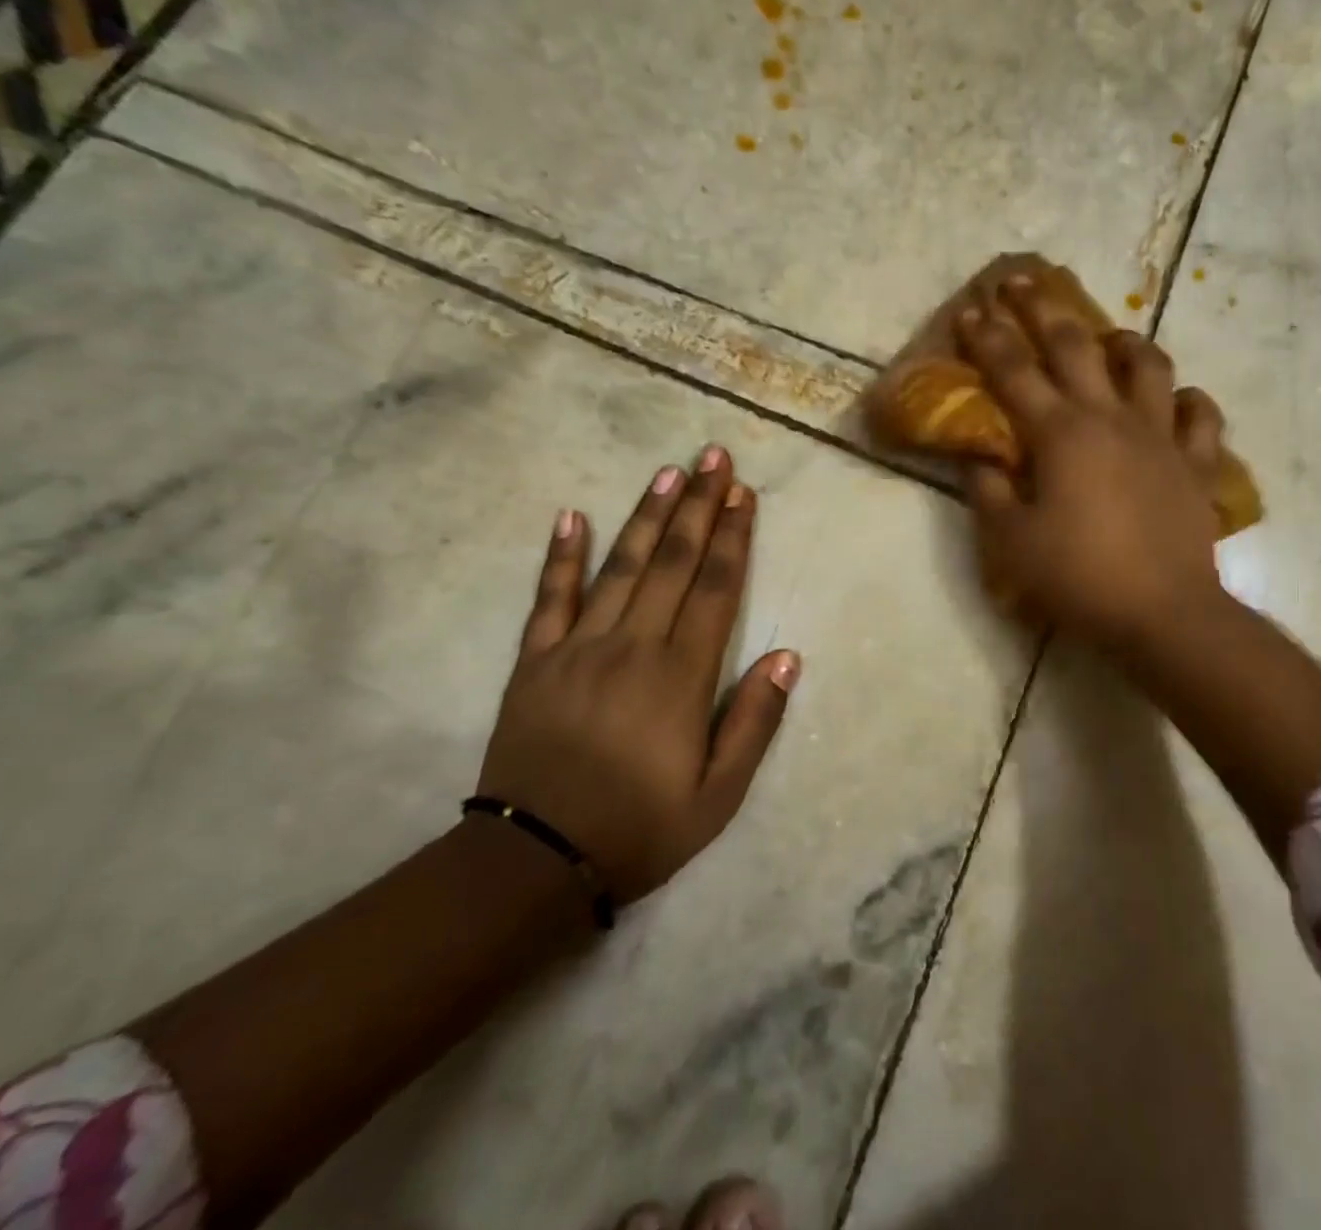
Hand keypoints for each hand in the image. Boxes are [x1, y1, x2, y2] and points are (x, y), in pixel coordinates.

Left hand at [478, 448, 799, 904]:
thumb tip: (787, 656)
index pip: (716, 588)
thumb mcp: (718, 794)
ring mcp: (579, 647)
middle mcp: (633, 645)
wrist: (533, 863)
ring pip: (621, 566)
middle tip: (713, 456)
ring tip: (668, 471)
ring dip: (648, 516)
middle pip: (674, 562)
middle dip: (698, 505)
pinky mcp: (535, 661)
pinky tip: (572, 516)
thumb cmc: (639, 828)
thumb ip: (754, 720)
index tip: (744, 494)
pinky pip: (549, 598)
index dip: (733, 537)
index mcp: (681, 675)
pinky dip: (561, 556)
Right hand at [956, 278, 1225, 651]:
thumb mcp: (1012, 542)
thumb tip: (980, 460)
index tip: (970, 307)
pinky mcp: (1197, 463)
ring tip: (1109, 338)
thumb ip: (989, 493)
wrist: (1163, 614)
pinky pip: (1201, 417)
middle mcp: (1110, 419)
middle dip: (1042, 308)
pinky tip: (1176, 401)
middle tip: (1021, 281)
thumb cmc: (1079, 577)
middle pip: (1074, 346)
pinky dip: (1188, 401)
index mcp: (1060, 435)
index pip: (1013, 372)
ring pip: (1148, 366)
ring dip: (1124, 341)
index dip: (987, 338)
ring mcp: (1161, 436)